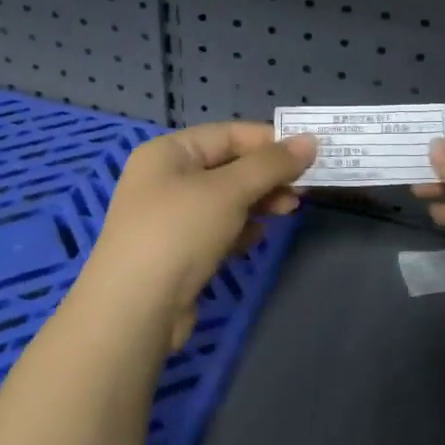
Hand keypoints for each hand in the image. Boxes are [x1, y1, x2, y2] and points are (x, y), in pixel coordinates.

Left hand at [76, 122, 316, 353]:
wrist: (134, 310)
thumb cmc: (179, 233)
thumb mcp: (228, 191)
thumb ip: (271, 164)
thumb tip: (310, 140)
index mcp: (168, 152)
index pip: (227, 134)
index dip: (269, 141)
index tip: (309, 153)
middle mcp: (165, 179)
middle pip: (228, 166)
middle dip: (267, 175)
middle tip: (303, 189)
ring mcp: (168, 218)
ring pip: (225, 199)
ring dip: (258, 202)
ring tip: (289, 211)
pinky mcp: (176, 252)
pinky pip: (216, 229)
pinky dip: (239, 229)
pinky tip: (256, 238)